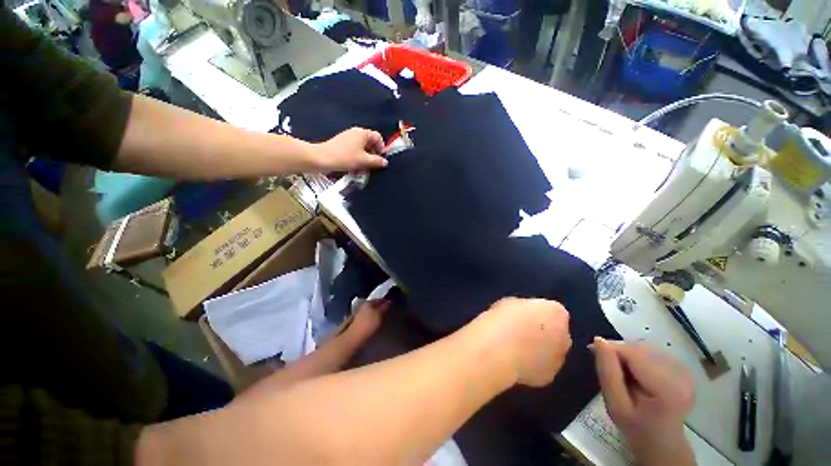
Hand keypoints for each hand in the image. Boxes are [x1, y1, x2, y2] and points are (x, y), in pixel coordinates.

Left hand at [313, 128, 387, 171]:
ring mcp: (348, 139)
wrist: (321, 159)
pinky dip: (357, 160)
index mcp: (362, 133)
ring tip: (363, 171)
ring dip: (365, 160)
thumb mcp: (364, 161)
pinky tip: (354, 169)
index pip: (378, 137)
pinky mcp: (342, 146)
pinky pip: (354, 152)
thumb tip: (385, 162)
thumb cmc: (345, 157)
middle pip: (370, 144)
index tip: (380, 160)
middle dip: (373, 156)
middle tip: (372, 167)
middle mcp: (356, 133)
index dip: (381, 148)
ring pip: (362, 150)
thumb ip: (376, 161)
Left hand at [342, 299, 389, 344]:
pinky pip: (367, 318)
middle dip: (381, 307)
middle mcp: (363, 306)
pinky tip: (375, 324)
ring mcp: (359, 314)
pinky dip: (372, 320)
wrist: (353, 339)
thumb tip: (390, 301)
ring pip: (370, 311)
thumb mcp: (379, 315)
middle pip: (374, 305)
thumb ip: (385, 307)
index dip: (386, 301)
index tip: (393, 305)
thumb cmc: (368, 325)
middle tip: (389, 312)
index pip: (379, 299)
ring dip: (376, 314)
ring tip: (383, 319)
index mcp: (368, 302)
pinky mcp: (357, 323)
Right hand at [470, 298, 571, 386]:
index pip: (552, 311)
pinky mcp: (549, 377)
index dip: (535, 313)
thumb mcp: (511, 303)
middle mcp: (565, 336)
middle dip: (542, 333)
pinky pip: (541, 368)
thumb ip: (524, 310)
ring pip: (551, 352)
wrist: (499, 349)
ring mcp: (559, 359)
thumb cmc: (503, 318)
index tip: (521, 315)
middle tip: (520, 332)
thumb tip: (523, 317)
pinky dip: (531, 365)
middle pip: (556, 332)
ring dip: (538, 350)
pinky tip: (514, 361)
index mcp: (556, 313)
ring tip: (514, 349)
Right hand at [591, 338, 695, 465]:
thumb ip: (607, 373)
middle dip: (618, 351)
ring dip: (627, 353)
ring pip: (645, 347)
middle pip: (640, 348)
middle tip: (605, 363)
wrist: (663, 443)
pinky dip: (638, 356)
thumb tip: (599, 340)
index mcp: (666, 388)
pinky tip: (634, 371)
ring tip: (619, 369)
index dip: (611, 348)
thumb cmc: (637, 428)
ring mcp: (684, 371)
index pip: (633, 353)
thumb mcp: (615, 405)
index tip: (592, 350)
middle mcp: (681, 374)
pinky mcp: (683, 368)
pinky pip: (653, 352)